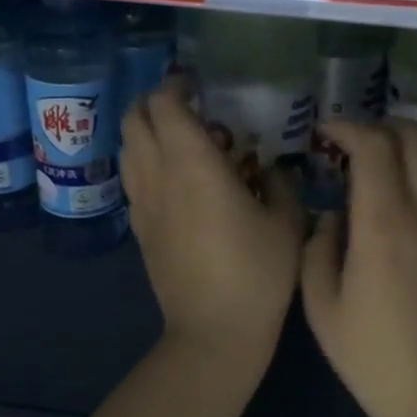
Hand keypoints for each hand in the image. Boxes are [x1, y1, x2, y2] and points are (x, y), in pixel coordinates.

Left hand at [122, 79, 303, 377]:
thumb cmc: (258, 273)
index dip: (177, 85)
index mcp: (193, 165)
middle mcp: (158, 176)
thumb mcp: (288, 222)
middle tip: (191, 107)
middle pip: (134, 118)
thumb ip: (280, 182)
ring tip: (185, 141)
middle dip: (156, 102)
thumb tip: (268, 167)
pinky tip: (179, 180)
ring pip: (128, 147)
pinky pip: (133, 178)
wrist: (214, 332)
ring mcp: (143, 204)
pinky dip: (147, 161)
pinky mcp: (140, 229)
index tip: (198, 84)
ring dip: (148, 131)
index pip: (165, 104)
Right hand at [300, 120, 416, 416]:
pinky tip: (401, 194)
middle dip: (382, 126)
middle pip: (415, 139)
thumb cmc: (371, 356)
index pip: (374, 147)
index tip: (325, 132)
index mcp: (385, 225)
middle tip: (352, 140)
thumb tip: (335, 217)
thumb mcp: (322, 306)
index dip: (348, 128)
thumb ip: (319, 248)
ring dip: (407, 145)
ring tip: (376, 161)